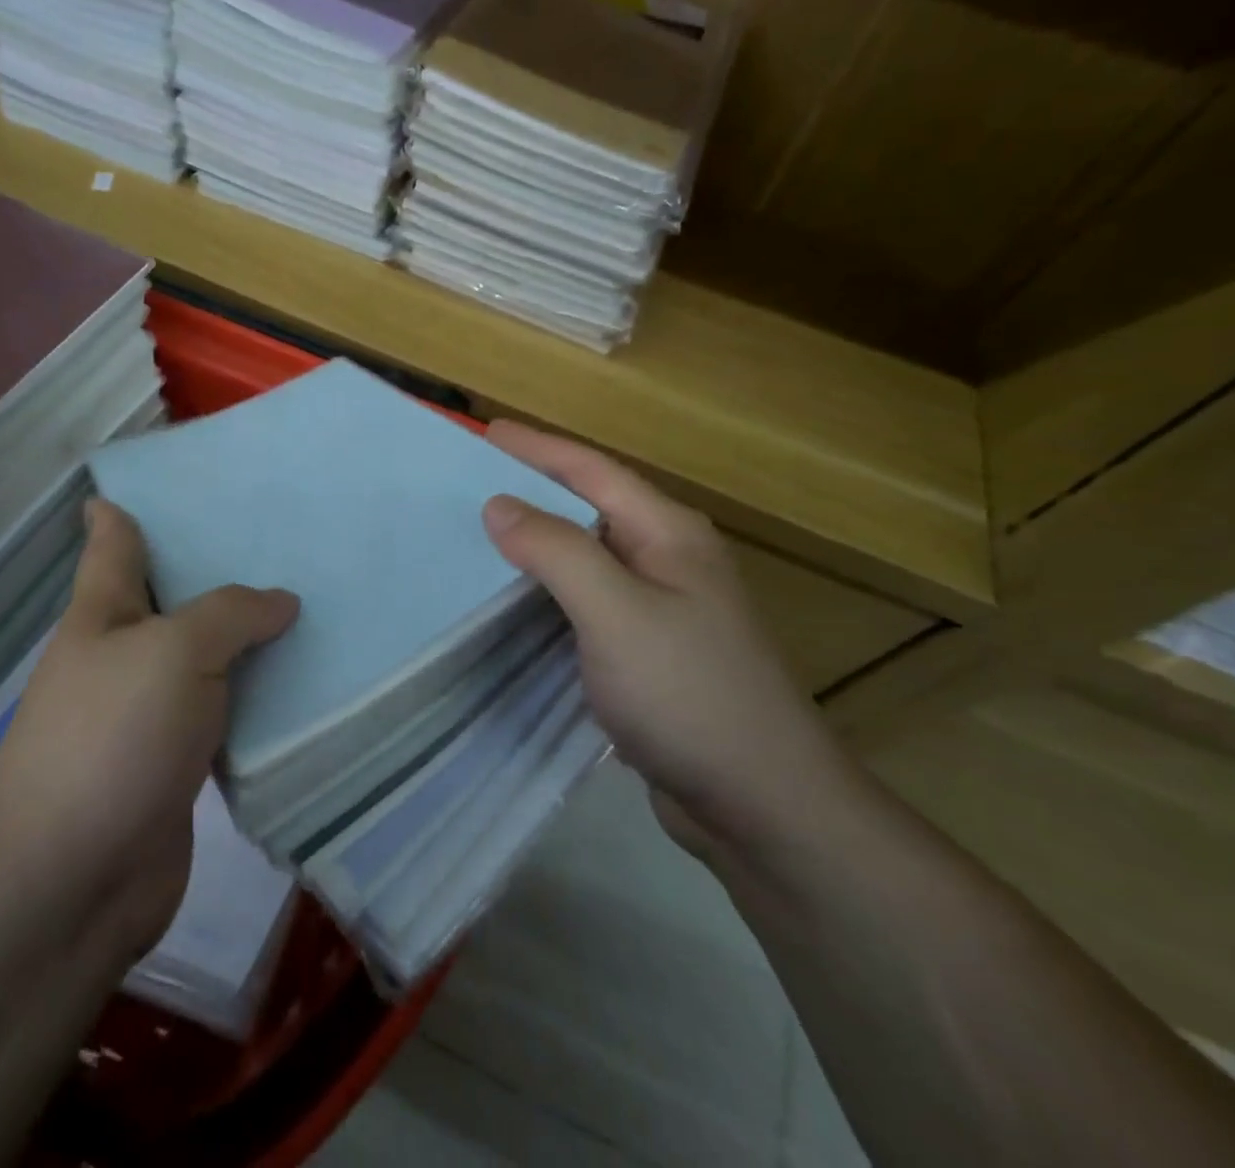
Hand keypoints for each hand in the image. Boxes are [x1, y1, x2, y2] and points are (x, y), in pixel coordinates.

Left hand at [0, 499, 298, 959]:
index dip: (128, 508)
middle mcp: (122, 656)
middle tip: (283, 538)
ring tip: (310, 605)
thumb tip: (281, 602)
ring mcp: (147, 714)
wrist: (73, 882)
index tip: (165, 482)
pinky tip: (302, 685)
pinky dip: (256, 700)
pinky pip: (224, 715)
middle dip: (218, 570)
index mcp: (103, 614)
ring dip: (247, 640)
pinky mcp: (176, 765)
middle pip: (172, 598)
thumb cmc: (113, 739)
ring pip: (206, 659)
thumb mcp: (175, 651)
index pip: (114, 543)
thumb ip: (231, 614)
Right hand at [482, 421, 855, 851]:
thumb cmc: (688, 693)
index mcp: (668, 534)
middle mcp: (669, 560)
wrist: (762, 805)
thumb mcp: (615, 612)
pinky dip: (549, 593)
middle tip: (471, 484)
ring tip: (481, 538)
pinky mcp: (651, 654)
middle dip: (534, 491)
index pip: (593, 471)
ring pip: (587, 559)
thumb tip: (499, 504)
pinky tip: (515, 604)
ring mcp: (663, 609)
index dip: (538, 448)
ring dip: (538, 545)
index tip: (486, 430)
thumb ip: (555, 551)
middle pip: (590, 508)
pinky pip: (588, 603)